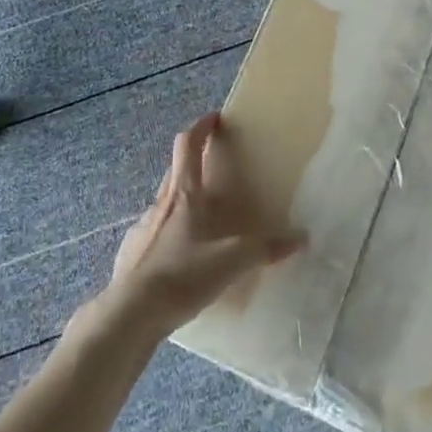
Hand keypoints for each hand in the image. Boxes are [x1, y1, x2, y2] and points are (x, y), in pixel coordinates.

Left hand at [94, 112, 301, 338]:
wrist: (131, 313)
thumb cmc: (182, 275)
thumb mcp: (231, 262)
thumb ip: (265, 249)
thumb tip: (300, 239)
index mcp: (184, 195)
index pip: (187, 145)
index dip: (201, 128)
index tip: (215, 119)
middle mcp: (161, 203)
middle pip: (176, 170)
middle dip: (194, 161)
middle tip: (216, 167)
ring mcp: (142, 227)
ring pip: (165, 202)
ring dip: (183, 200)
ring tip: (204, 220)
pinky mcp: (132, 252)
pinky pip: (154, 233)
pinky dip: (169, 234)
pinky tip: (180, 257)